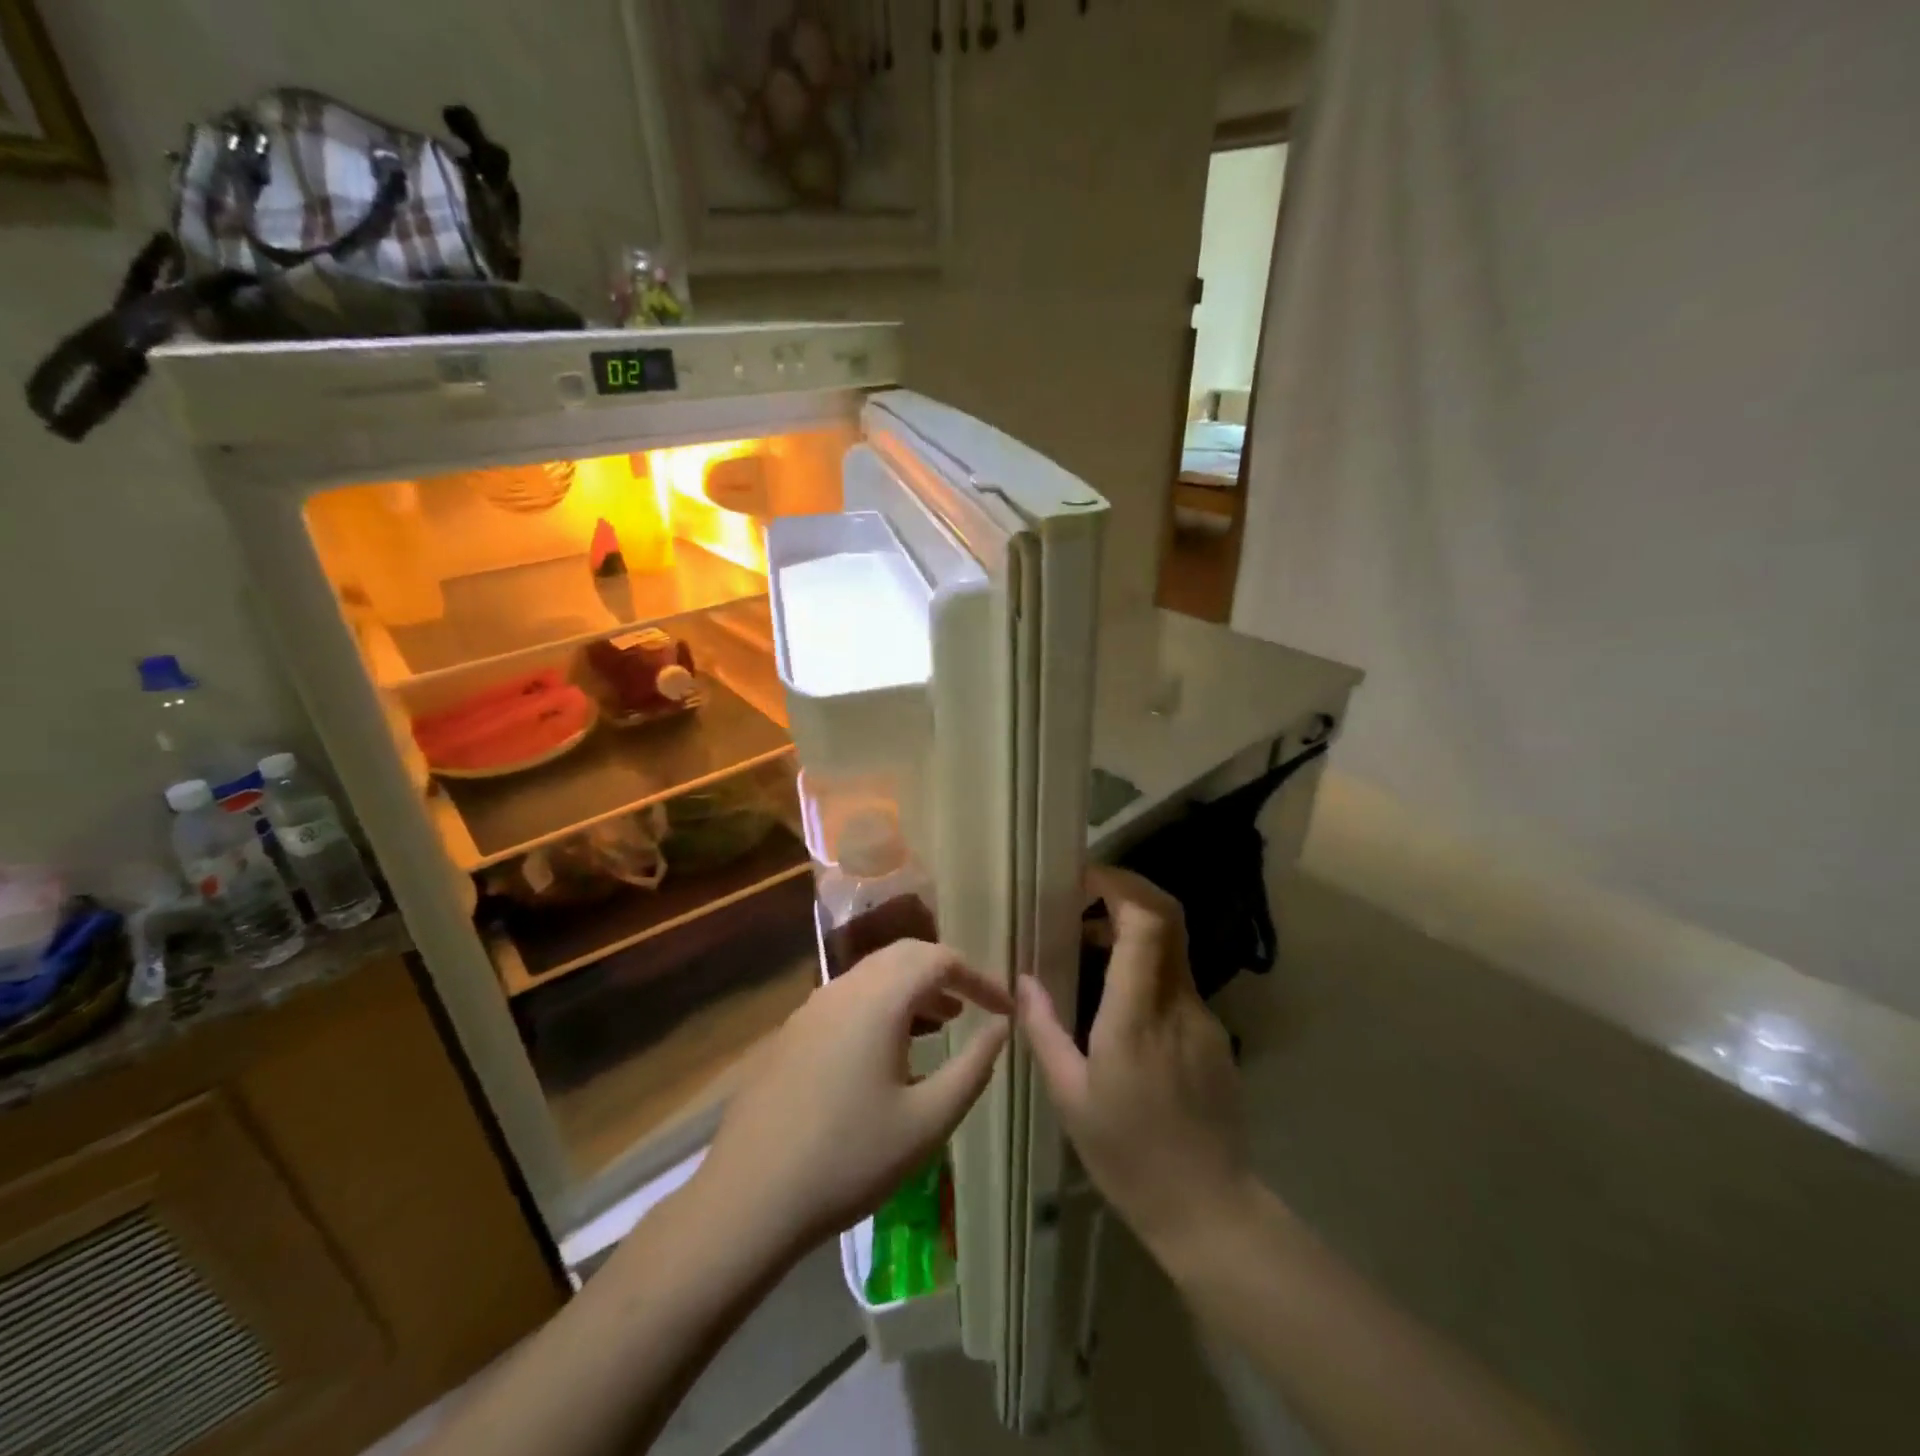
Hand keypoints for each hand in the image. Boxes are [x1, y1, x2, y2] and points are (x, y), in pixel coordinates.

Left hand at [697, 940, 1011, 1262]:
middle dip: (946, 972)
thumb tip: (1001, 1029)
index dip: (980, 978)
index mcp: (880, 998)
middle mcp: (845, 987)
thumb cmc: (849, 1159)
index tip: (1006, 1008)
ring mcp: (813, 1007)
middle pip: (905, 954)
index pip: (941, 960)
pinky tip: (889, 1049)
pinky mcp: (793, 1031)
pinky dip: (882, 1004)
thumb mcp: (927, 1121)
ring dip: (913, 988)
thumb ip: (972, 1068)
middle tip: (975, 1006)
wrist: (749, 1196)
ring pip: (874, 974)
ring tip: (942, 1022)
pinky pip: (849, 997)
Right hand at [1019, 866, 1253, 1264]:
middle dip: (1129, 889)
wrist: (1210, 1209)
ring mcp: (1203, 1017)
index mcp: (1136, 1016)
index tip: (1083, 879)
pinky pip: (1177, 979)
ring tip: (1088, 945)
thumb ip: (1044, 1030)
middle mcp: (1177, 1004)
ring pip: (1173, 945)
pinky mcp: (1214, 1033)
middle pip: (1169, 917)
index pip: (1147, 922)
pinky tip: (1117, 998)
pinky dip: (1145, 964)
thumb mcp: (1070, 1097)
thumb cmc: (1129, 1155)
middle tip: (1084, 896)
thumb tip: (1023, 980)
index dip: (1120, 884)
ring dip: (1133, 927)